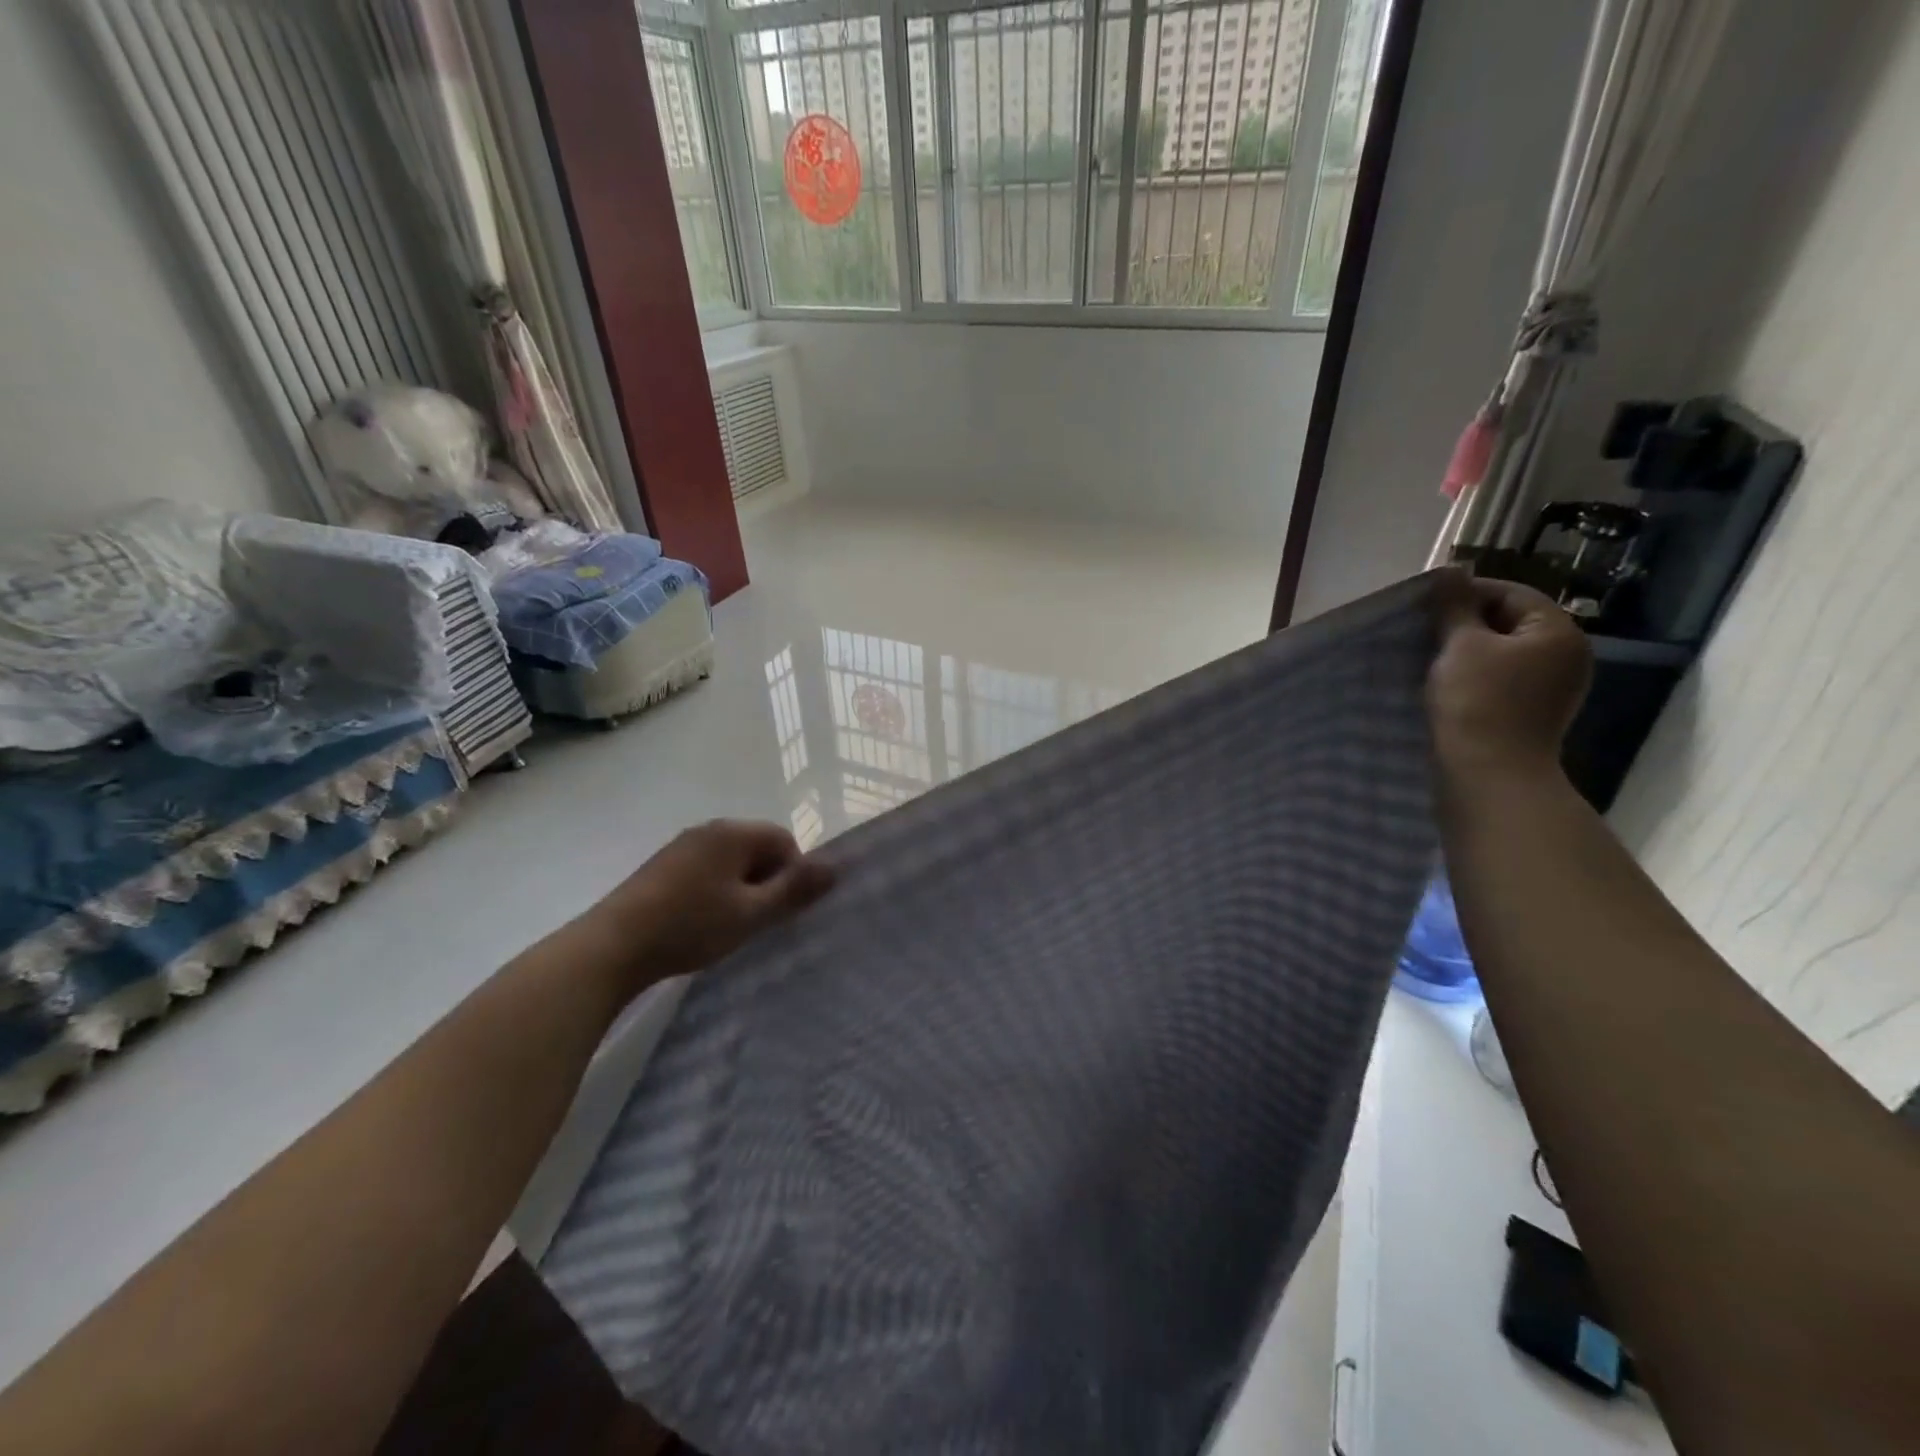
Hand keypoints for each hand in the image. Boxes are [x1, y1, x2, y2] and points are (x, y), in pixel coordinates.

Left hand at [580, 820, 834, 990]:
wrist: (612, 947)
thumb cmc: (690, 926)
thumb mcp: (752, 913)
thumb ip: (794, 890)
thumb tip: (836, 867)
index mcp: (733, 833)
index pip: (783, 841)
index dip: (792, 874)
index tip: (779, 911)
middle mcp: (708, 830)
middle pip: (757, 848)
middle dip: (766, 881)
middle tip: (758, 921)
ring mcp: (681, 847)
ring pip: (730, 862)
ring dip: (740, 889)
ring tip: (729, 926)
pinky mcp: (661, 867)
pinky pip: (705, 871)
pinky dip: (714, 892)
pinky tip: (701, 923)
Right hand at [1429, 571, 1591, 781]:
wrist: (1489, 776)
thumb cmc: (1476, 703)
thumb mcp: (1460, 646)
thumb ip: (1454, 607)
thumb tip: (1450, 570)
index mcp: (1558, 633)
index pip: (1510, 594)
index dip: (1465, 594)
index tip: (1424, 607)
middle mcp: (1566, 657)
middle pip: (1509, 624)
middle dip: (1464, 626)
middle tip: (1422, 634)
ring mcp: (1552, 690)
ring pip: (1502, 655)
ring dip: (1466, 654)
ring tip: (1429, 661)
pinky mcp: (1532, 716)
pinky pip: (1501, 682)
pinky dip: (1474, 679)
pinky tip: (1446, 688)